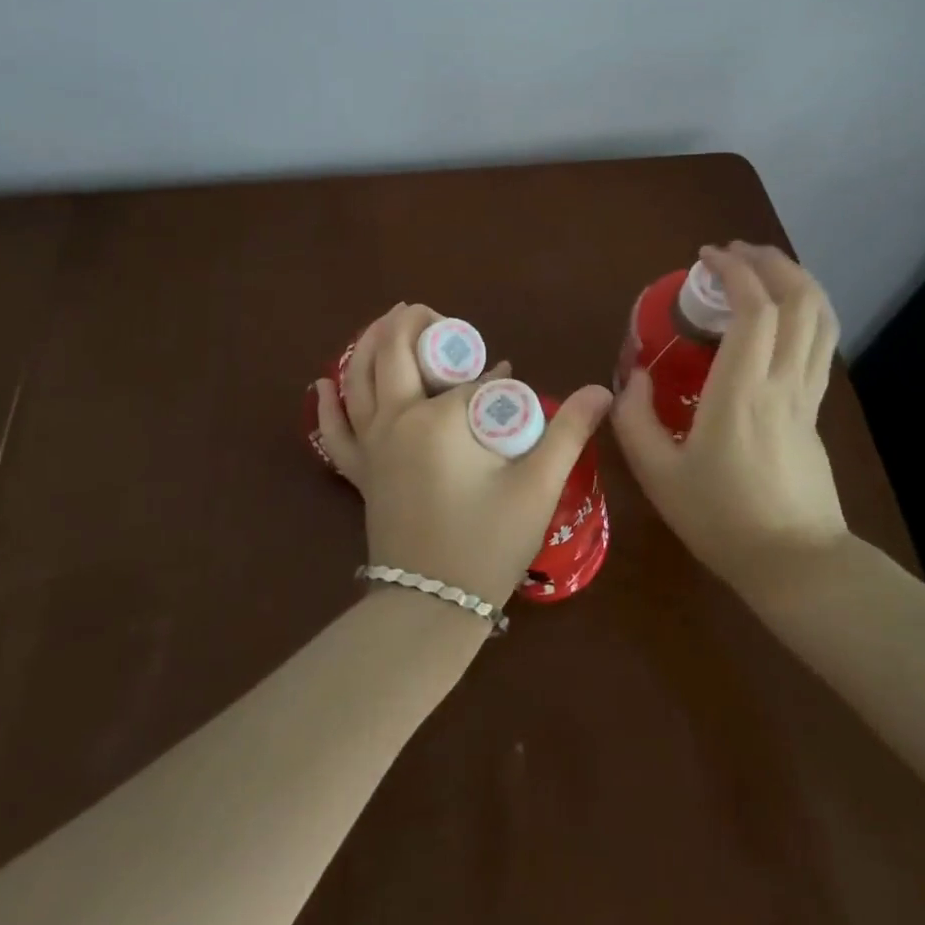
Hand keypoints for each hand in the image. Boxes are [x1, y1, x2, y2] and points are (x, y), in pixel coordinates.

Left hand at [315, 303, 612, 610]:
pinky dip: (328, 404)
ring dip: (369, 343)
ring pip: (358, 378)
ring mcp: (370, 445)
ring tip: (387, 323)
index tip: (507, 373)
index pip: (467, 379)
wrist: (430, 608)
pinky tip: (323, 383)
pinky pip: (335, 429)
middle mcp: (394, 420)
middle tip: (434, 316)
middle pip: (394, 353)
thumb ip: (569, 433)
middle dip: (412, 324)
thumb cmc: (487, 544)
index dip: (491, 373)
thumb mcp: (537, 487)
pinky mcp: (358, 471)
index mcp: (436, 419)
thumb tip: (602, 390)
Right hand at [612, 243, 846, 597]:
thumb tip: (633, 377)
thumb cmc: (721, 519)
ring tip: (763, 269)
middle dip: (771, 263)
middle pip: (800, 301)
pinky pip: (819, 344)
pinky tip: (779, 316)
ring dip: (796, 282)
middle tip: (735, 253)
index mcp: (743, 391)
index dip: (734, 272)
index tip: (705, 259)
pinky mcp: (816, 411)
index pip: (755, 310)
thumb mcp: (657, 474)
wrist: (795, 565)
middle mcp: (783, 382)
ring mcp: (807, 395)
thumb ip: (634, 419)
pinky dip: (803, 312)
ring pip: (820, 320)